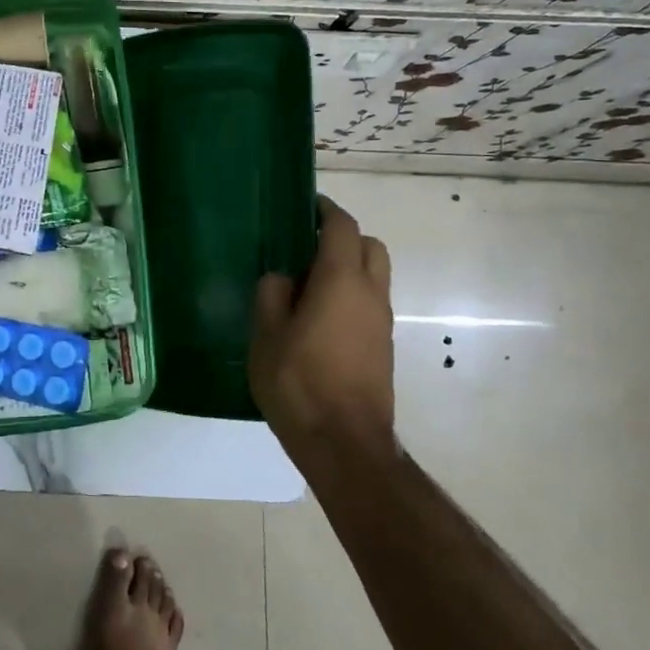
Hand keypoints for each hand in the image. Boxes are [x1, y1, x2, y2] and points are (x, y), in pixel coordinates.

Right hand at [250, 197, 395, 451]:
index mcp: (341, 280)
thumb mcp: (266, 335)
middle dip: (342, 237)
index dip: (325, 210)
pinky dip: (351, 295)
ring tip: (308, 285)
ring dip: (348, 267)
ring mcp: (381, 321)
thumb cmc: (299, 382)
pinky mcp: (383, 346)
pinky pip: (370, 303)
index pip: (342, 226)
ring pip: (374, 275)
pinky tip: (319, 318)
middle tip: (306, 247)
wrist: (345, 443)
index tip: (305, 206)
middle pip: (369, 246)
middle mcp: (370, 293)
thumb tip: (282, 277)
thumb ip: (271, 294)